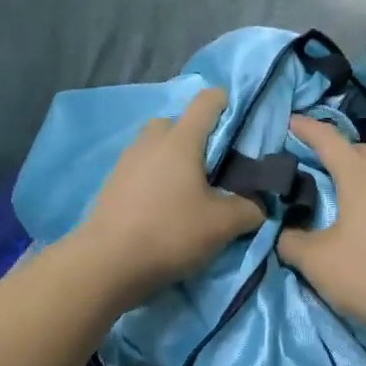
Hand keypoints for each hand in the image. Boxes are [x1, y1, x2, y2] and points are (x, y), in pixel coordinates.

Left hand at [72, 89, 263, 304]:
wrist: (106, 264)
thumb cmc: (170, 233)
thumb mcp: (223, 225)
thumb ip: (250, 208)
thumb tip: (259, 204)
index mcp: (181, 139)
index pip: (207, 101)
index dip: (228, 104)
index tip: (241, 128)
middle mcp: (151, 141)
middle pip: (178, 122)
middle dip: (198, 138)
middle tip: (215, 169)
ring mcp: (126, 160)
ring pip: (157, 146)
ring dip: (174, 159)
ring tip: (189, 191)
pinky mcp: (112, 183)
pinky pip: (141, 168)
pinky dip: (156, 178)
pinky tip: (164, 207)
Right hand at [279, 116, 365, 342]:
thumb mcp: (315, 260)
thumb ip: (291, 240)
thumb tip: (286, 233)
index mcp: (359, 174)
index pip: (327, 138)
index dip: (304, 127)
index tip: (286, 122)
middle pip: (354, 150)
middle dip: (328, 148)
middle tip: (303, 159)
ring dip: (348, 173)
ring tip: (325, 188)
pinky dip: (363, 194)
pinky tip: (353, 216)